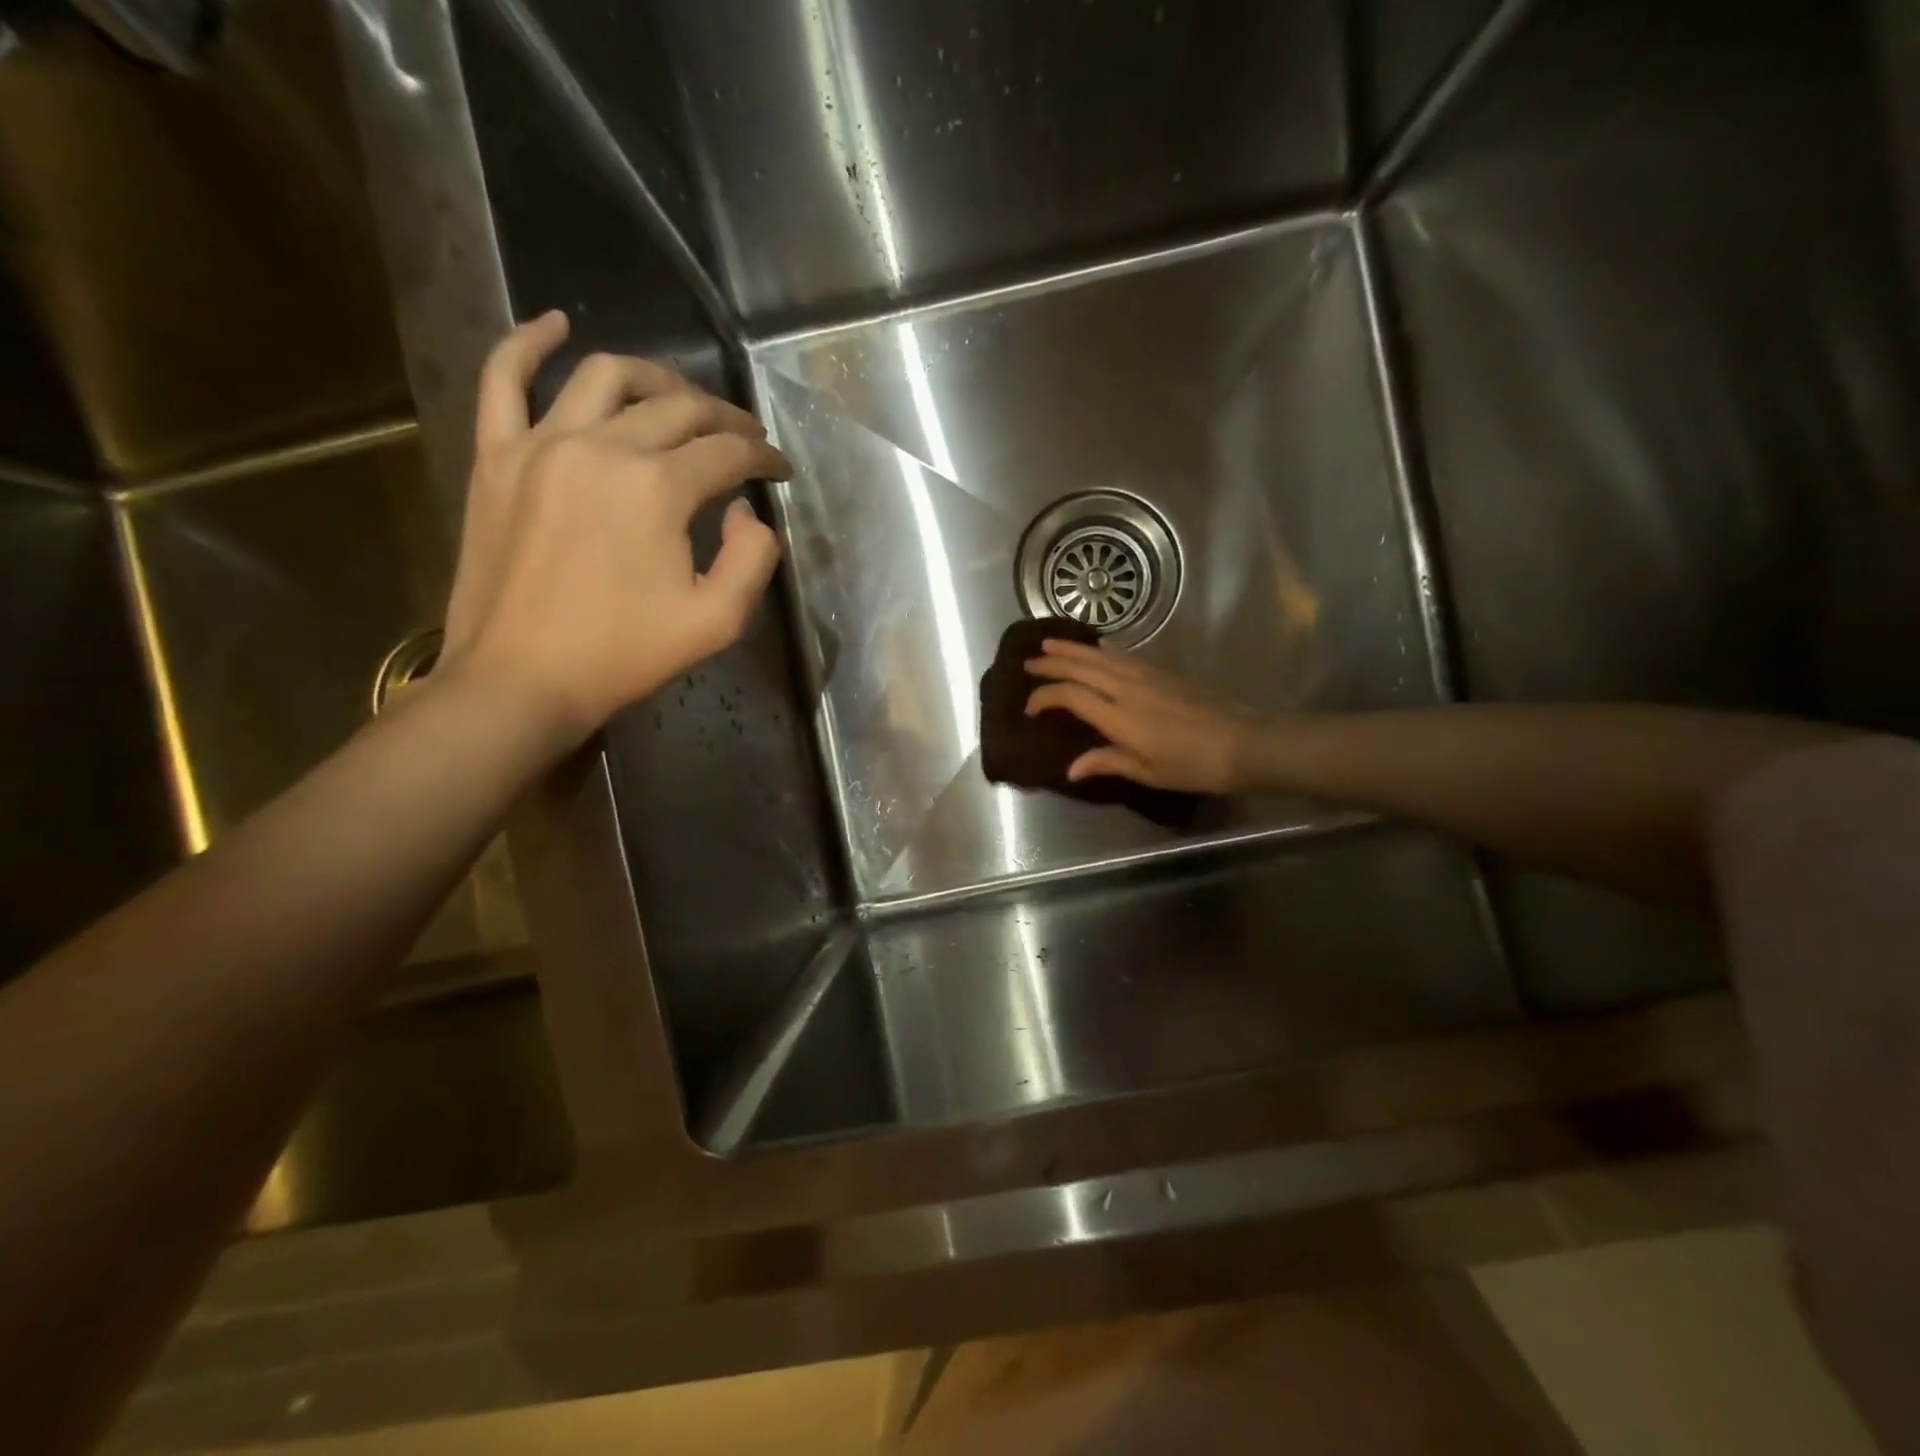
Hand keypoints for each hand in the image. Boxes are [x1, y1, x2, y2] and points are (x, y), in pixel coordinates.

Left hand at [440, 312, 790, 753]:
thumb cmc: (623, 656)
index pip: (727, 453)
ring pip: (605, 376)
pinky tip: (555, 324)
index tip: (779, 471)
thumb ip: (753, 558)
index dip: (763, 458)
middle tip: (745, 438)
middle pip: (677, 407)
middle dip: (724, 419)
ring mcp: (540, 444)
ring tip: (681, 394)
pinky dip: (528, 343)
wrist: (520, 681)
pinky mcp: (496, 456)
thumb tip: (743, 510)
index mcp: (658, 487)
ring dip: (656, 376)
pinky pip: (504, 379)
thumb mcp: (718, 622)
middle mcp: (602, 446)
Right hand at [1024, 639, 1261, 793]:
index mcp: (1118, 716)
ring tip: (1050, 643)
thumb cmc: (1193, 765)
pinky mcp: (1163, 672)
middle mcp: (1127, 688)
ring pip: (1101, 655)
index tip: (1029, 708)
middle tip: (1029, 661)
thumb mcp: (1147, 772)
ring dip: (1073, 649)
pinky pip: (1122, 655)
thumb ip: (1107, 763)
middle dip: (1052, 662)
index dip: (1045, 697)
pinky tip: (1097, 647)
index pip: (1070, 696)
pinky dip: (1102, 650)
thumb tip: (1071, 768)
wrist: (1244, 742)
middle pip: (1081, 667)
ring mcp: (1146, 676)